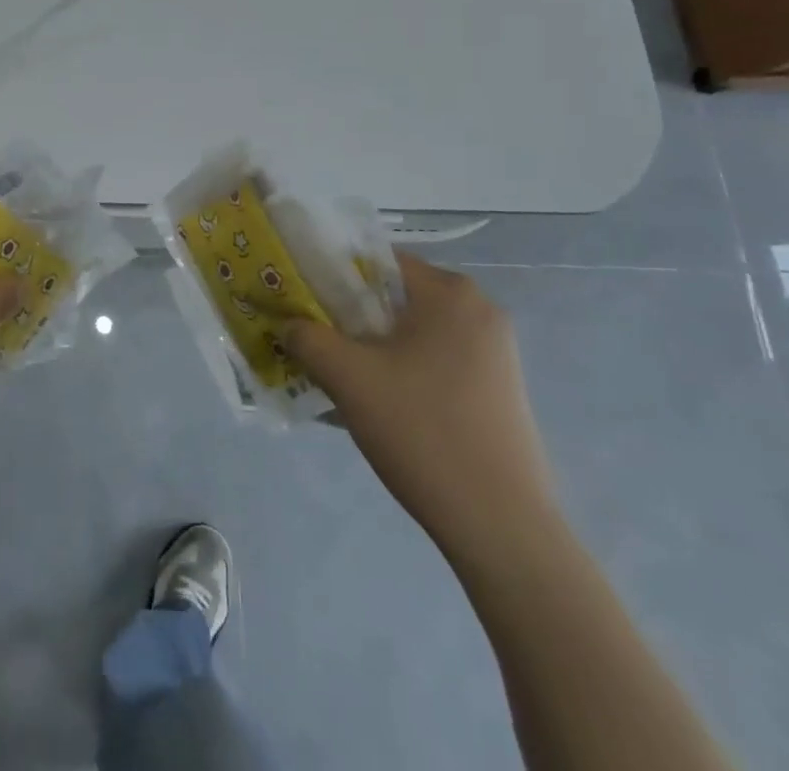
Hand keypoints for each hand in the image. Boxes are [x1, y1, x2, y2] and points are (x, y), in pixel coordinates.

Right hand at [283, 255, 560, 562]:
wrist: (501, 528)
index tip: (302, 303)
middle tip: (314, 342)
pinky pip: (435, 361)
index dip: (332, 276)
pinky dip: (401, 371)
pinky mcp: (498, 389)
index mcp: (451, 292)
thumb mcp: (348, 377)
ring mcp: (495, 353)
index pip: (375, 261)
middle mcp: (480, 310)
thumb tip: (287, 324)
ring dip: (372, 348)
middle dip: (349, 317)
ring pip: (412, 332)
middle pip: (394, 297)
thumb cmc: (422, 431)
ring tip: (339, 379)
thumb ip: (306, 337)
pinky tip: (378, 406)